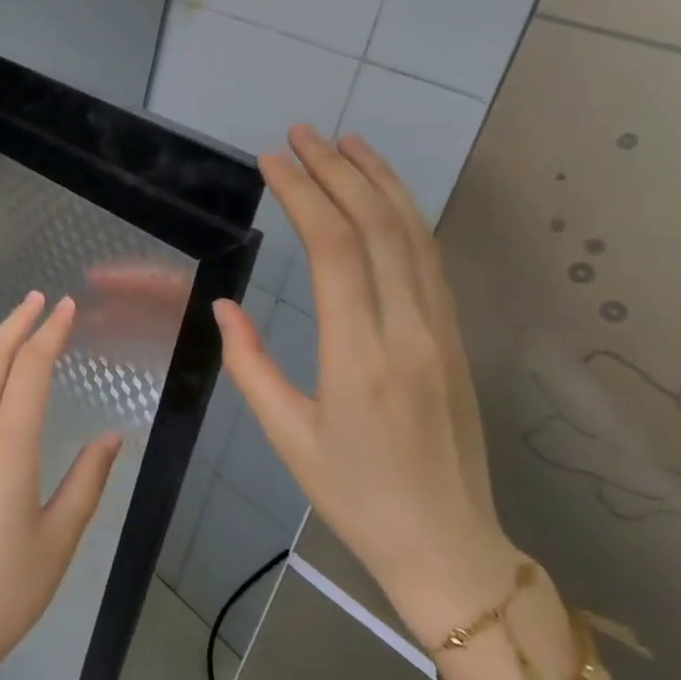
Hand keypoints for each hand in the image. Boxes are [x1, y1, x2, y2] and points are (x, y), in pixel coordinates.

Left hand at [0, 291, 122, 679]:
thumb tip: (110, 437)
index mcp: (9, 446)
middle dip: (16, 323)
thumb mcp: (60, 538)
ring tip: (17, 334)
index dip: (50, 332)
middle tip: (38, 299)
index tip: (66, 306)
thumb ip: (87, 481)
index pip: (31, 368)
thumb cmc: (7, 589)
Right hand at [213, 126, 516, 646]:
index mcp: (360, 359)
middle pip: (378, 229)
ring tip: (345, 142)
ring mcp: (442, 331)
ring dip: (378, 181)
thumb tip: (224, 305)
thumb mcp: (288, 437)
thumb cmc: (355, 496)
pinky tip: (385, 195)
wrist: (449, 544)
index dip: (304, 196)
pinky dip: (407, 215)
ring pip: (415, 236)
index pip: (336, 252)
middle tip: (300, 134)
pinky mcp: (456, 337)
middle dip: (337, 172)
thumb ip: (251, 364)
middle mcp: (409, 332)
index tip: (272, 161)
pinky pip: (430, 261)